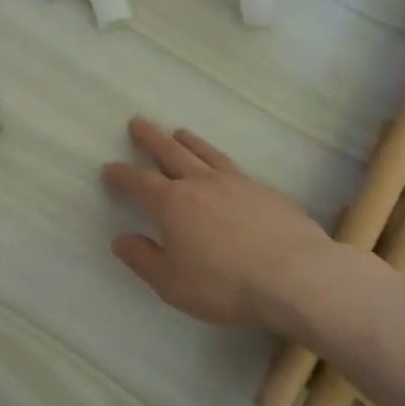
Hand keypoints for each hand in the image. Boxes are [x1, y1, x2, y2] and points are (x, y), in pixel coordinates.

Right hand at [102, 117, 333, 332]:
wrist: (295, 276)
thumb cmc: (224, 283)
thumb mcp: (171, 282)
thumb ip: (143, 259)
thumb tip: (121, 239)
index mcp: (172, 204)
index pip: (139, 182)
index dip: (122, 174)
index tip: (110, 167)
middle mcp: (201, 184)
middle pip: (170, 154)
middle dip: (151, 139)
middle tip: (138, 122)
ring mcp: (236, 183)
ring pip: (205, 154)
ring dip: (188, 142)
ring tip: (179, 132)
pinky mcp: (265, 192)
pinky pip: (233, 167)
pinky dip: (219, 159)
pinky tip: (223, 167)